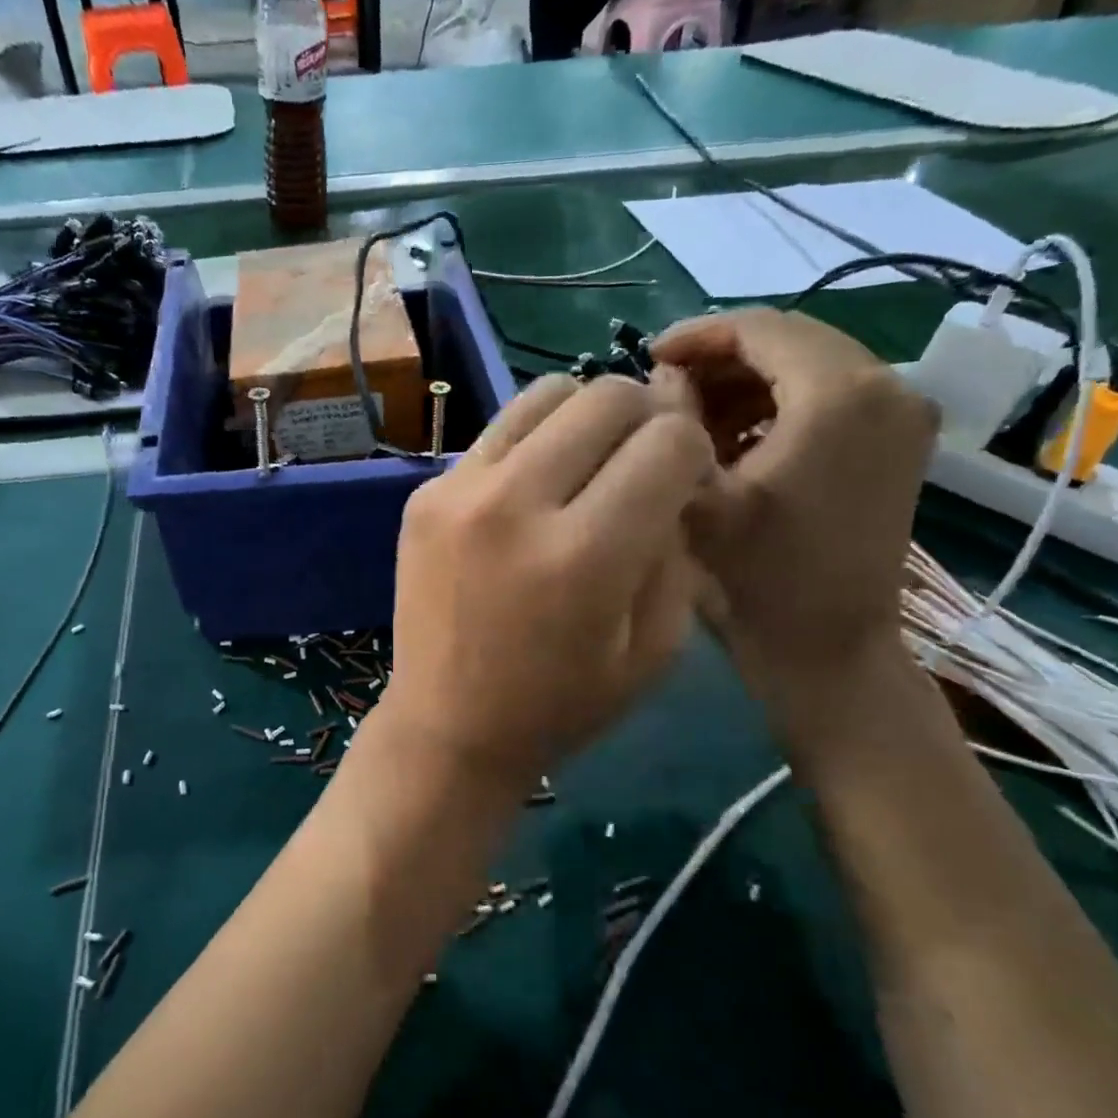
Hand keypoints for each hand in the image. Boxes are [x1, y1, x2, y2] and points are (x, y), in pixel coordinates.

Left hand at [379, 371, 712, 788]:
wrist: (447, 724)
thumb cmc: (560, 704)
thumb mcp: (654, 648)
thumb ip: (676, 550)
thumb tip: (673, 477)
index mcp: (585, 555)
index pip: (668, 441)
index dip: (693, 453)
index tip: (682, 483)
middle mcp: (516, 505)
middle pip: (606, 396)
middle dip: (644, 419)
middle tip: (640, 460)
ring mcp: (458, 491)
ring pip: (545, 393)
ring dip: (583, 416)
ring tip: (585, 462)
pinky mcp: (424, 493)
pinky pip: (495, 432)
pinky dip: (529, 445)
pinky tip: (529, 490)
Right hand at [652, 310, 936, 733]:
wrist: (829, 649)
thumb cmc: (759, 578)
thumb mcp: (698, 499)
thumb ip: (671, 423)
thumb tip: (662, 378)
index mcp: (839, 394)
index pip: (760, 327)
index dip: (697, 335)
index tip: (646, 358)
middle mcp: (887, 386)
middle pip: (789, 340)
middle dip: (719, 359)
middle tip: (663, 390)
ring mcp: (902, 413)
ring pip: (808, 364)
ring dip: (744, 382)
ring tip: (691, 417)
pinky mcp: (898, 441)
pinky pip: (829, 394)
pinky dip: (776, 403)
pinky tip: (734, 438)